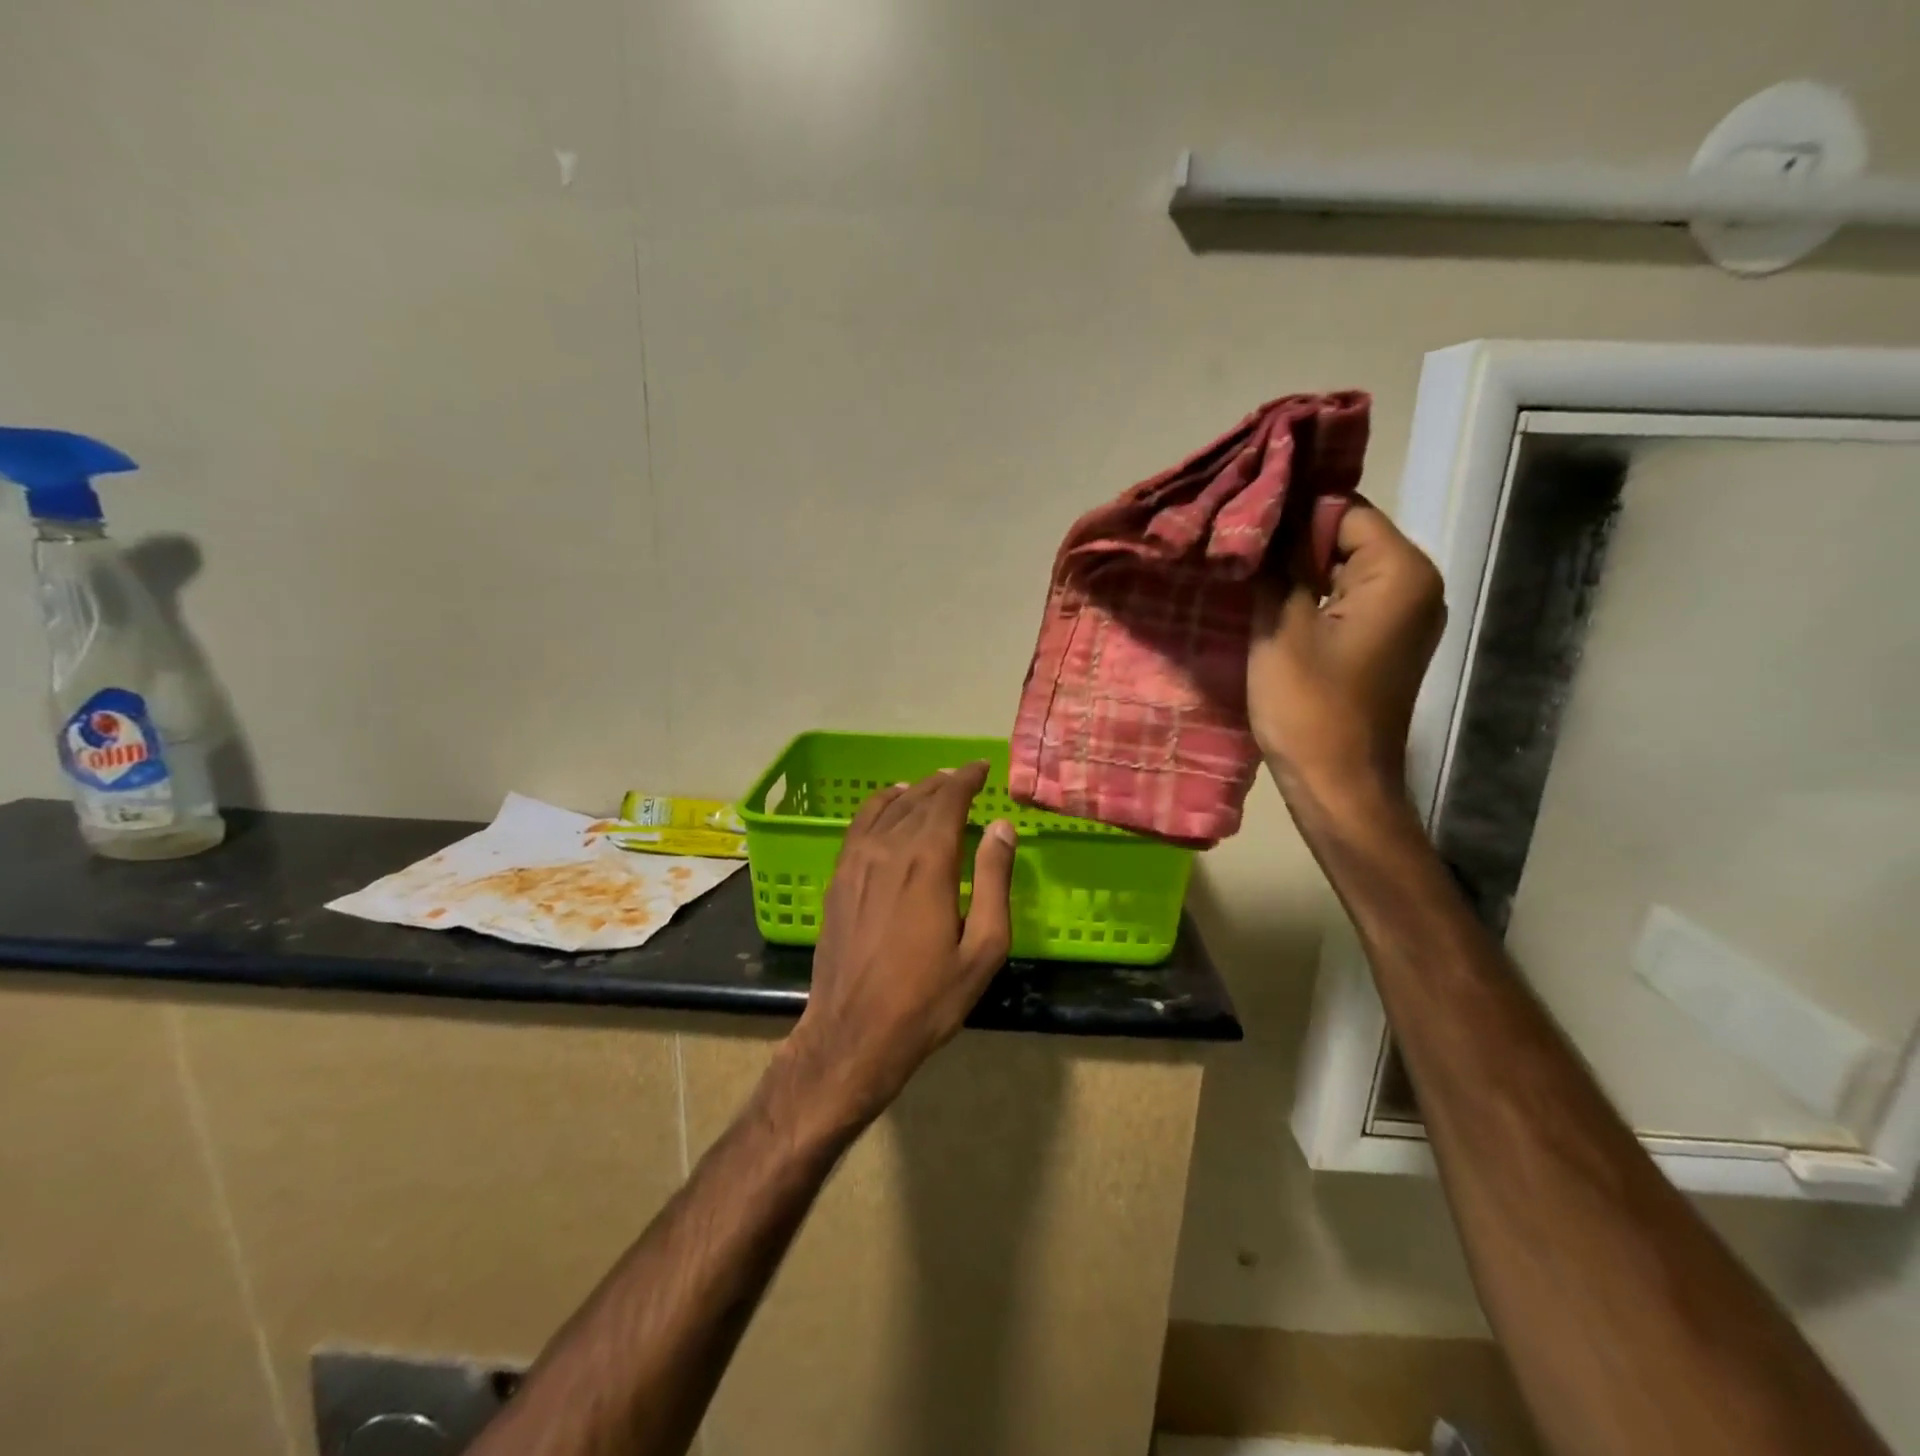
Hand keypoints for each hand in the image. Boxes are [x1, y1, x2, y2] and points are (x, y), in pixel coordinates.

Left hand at [778, 762, 1016, 1130]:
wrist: (854, 1033)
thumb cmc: (928, 997)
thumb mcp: (982, 947)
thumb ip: (994, 881)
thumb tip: (1001, 827)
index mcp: (928, 862)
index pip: (948, 800)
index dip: (966, 779)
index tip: (982, 768)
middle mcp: (888, 849)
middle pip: (918, 799)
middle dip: (944, 783)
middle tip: (964, 777)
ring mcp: (856, 862)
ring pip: (887, 808)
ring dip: (913, 791)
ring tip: (932, 785)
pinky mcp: (838, 878)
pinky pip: (859, 825)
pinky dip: (878, 806)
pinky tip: (888, 806)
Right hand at [1248, 502, 1445, 814]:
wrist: (1340, 786)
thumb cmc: (1310, 708)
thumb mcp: (1281, 629)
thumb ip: (1278, 567)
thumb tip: (1267, 520)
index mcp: (1400, 572)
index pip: (1343, 510)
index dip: (1291, 513)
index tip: (1241, 522)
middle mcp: (1417, 585)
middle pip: (1347, 537)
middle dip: (1293, 543)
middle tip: (1235, 549)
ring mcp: (1405, 617)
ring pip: (1343, 570)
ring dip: (1298, 573)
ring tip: (1246, 576)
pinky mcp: (1386, 643)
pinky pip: (1347, 601)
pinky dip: (1312, 599)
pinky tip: (1271, 607)